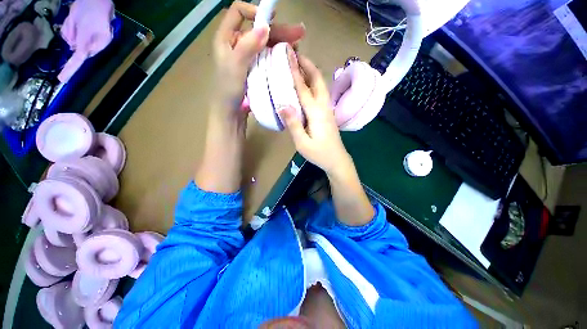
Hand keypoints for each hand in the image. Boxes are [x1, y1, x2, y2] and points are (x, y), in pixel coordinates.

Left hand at [213, 1, 304, 109]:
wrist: (231, 113)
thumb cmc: (228, 91)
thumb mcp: (235, 67)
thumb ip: (247, 47)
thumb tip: (264, 27)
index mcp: (227, 38)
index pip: (239, 12)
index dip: (255, 11)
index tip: (272, 20)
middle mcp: (238, 44)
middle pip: (259, 29)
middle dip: (279, 29)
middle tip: (299, 33)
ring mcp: (248, 58)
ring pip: (266, 44)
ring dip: (282, 43)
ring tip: (298, 47)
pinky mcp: (256, 70)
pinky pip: (268, 58)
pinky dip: (279, 56)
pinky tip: (290, 59)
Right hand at [281, 49, 373, 224]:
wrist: (337, 160)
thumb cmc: (319, 154)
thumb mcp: (302, 143)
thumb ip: (293, 124)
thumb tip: (283, 104)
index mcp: (316, 112)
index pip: (303, 87)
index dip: (295, 70)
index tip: (288, 53)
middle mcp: (324, 106)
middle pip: (317, 80)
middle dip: (307, 64)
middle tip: (295, 53)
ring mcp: (328, 109)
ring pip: (320, 85)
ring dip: (311, 72)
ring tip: (300, 63)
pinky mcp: (327, 113)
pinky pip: (320, 93)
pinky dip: (313, 83)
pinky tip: (307, 84)